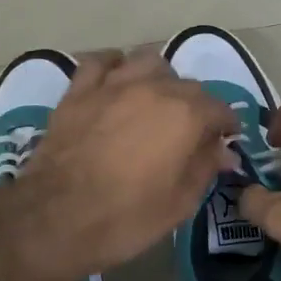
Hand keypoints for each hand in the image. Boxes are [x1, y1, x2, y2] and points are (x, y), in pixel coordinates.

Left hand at [2, 50, 237, 280]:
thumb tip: (223, 151)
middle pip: (187, 85)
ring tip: (156, 100)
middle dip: (196, 106)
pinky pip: (100, 62)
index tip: (223, 142)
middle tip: (189, 132)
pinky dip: (113, 66)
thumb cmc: (126, 218)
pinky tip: (115, 81)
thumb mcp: (179, 203)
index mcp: (186, 115)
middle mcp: (154, 88)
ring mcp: (112, 85)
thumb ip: (205, 168)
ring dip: (159, 78)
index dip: (226, 126)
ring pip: (148, 61)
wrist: (54, 219)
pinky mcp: (78, 91)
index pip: (220, 109)